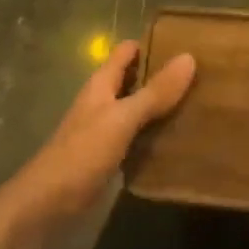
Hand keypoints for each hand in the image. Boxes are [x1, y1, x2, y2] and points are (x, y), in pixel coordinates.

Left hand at [0, 41, 195, 236]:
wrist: (45, 207)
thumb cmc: (81, 154)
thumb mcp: (121, 119)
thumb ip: (154, 92)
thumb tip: (189, 57)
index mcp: (101, 85)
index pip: (127, 52)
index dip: (152, 43)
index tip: (186, 41)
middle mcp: (102, 102)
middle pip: (134, 79)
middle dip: (162, 75)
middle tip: (202, 74)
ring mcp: (104, 130)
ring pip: (137, 108)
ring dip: (161, 105)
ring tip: (198, 103)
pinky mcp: (108, 157)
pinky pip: (137, 136)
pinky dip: (154, 133)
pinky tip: (177, 139)